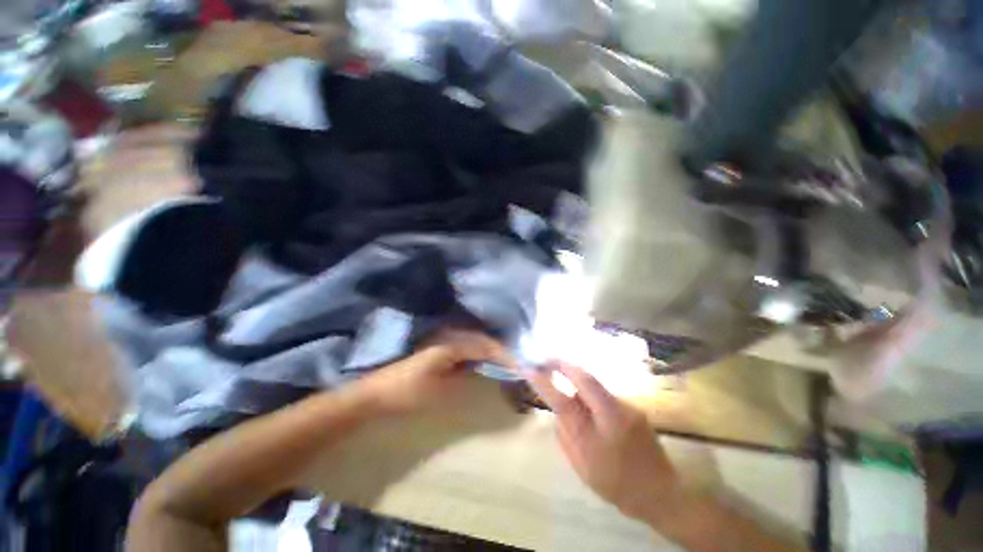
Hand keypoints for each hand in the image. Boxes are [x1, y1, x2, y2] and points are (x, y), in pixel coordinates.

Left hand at [354, 329, 515, 415]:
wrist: (375, 393)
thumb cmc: (407, 393)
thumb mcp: (440, 391)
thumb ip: (466, 377)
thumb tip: (485, 368)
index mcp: (451, 344)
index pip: (485, 346)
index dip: (504, 355)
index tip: (519, 366)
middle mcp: (449, 336)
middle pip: (482, 340)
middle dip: (500, 350)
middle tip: (516, 364)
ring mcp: (442, 341)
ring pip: (474, 342)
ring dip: (490, 351)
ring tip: (504, 363)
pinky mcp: (438, 348)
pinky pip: (465, 347)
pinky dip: (478, 354)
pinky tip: (482, 363)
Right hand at [525, 361, 682, 520]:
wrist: (662, 493)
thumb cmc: (617, 485)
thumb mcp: (582, 467)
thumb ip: (565, 434)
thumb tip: (557, 409)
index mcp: (599, 436)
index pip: (564, 402)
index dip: (545, 382)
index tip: (529, 367)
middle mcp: (615, 413)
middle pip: (585, 379)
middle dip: (564, 365)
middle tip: (546, 360)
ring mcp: (628, 406)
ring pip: (596, 384)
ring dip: (578, 379)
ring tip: (567, 383)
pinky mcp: (634, 406)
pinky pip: (605, 392)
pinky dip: (591, 392)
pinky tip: (591, 405)